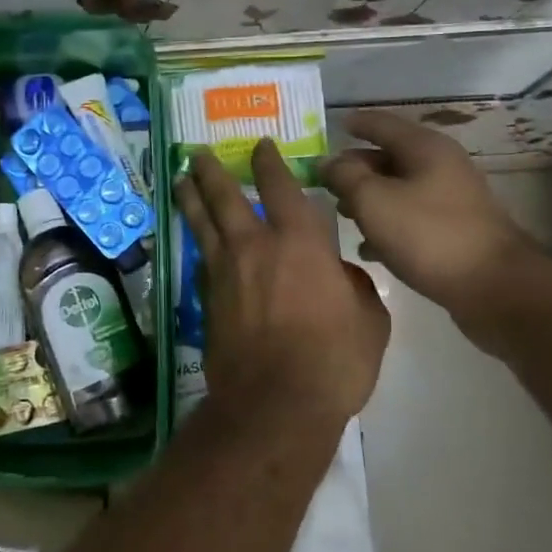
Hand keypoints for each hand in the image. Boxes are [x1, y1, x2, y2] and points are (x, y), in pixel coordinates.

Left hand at [175, 140, 389, 428]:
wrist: (275, 405)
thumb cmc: (333, 361)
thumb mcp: (369, 320)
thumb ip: (355, 286)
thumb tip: (341, 275)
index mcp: (299, 242)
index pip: (280, 187)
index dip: (269, 162)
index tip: (261, 146)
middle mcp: (255, 246)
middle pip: (225, 196)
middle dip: (212, 171)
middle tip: (198, 153)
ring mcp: (225, 272)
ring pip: (202, 223)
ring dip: (191, 198)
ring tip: (182, 180)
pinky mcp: (207, 299)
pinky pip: (202, 259)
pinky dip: (199, 243)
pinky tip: (197, 240)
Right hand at [321, 112, 538, 339]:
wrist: (496, 289)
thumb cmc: (429, 235)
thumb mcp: (374, 201)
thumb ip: (345, 176)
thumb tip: (328, 162)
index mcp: (424, 147)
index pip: (380, 123)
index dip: (353, 124)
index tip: (328, 128)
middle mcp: (440, 165)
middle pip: (389, 156)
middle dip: (356, 167)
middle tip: (324, 181)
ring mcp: (451, 198)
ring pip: (399, 188)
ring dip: (369, 198)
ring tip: (340, 214)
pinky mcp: (455, 230)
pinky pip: (411, 217)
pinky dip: (387, 224)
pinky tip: (367, 247)